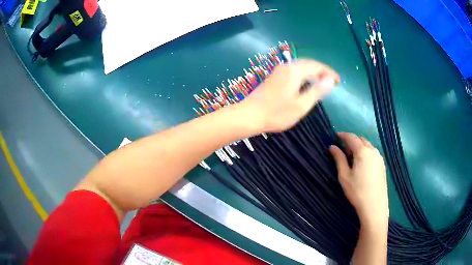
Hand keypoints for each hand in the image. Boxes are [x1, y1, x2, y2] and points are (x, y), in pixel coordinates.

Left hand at [239, 59, 338, 132]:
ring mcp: (278, 71)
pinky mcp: (274, 76)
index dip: (329, 72)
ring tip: (322, 82)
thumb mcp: (301, 105)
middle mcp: (286, 67)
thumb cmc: (276, 113)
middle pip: (308, 63)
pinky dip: (303, 74)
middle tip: (331, 81)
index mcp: (294, 71)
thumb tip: (330, 81)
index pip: (316, 66)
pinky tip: (305, 83)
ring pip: (300, 66)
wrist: (249, 115)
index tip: (338, 81)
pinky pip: (293, 70)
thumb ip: (317, 91)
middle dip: (322, 71)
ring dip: (312, 72)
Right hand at [329, 132, 388, 225]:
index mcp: (362, 151)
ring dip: (359, 146)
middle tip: (343, 149)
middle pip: (361, 139)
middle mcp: (372, 150)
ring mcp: (379, 157)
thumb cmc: (357, 191)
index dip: (343, 135)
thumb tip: (332, 147)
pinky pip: (373, 152)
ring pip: (368, 145)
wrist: (374, 205)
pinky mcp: (382, 164)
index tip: (336, 136)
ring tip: (352, 157)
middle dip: (351, 140)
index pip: (351, 137)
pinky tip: (362, 163)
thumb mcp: (344, 176)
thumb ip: (339, 159)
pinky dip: (366, 152)